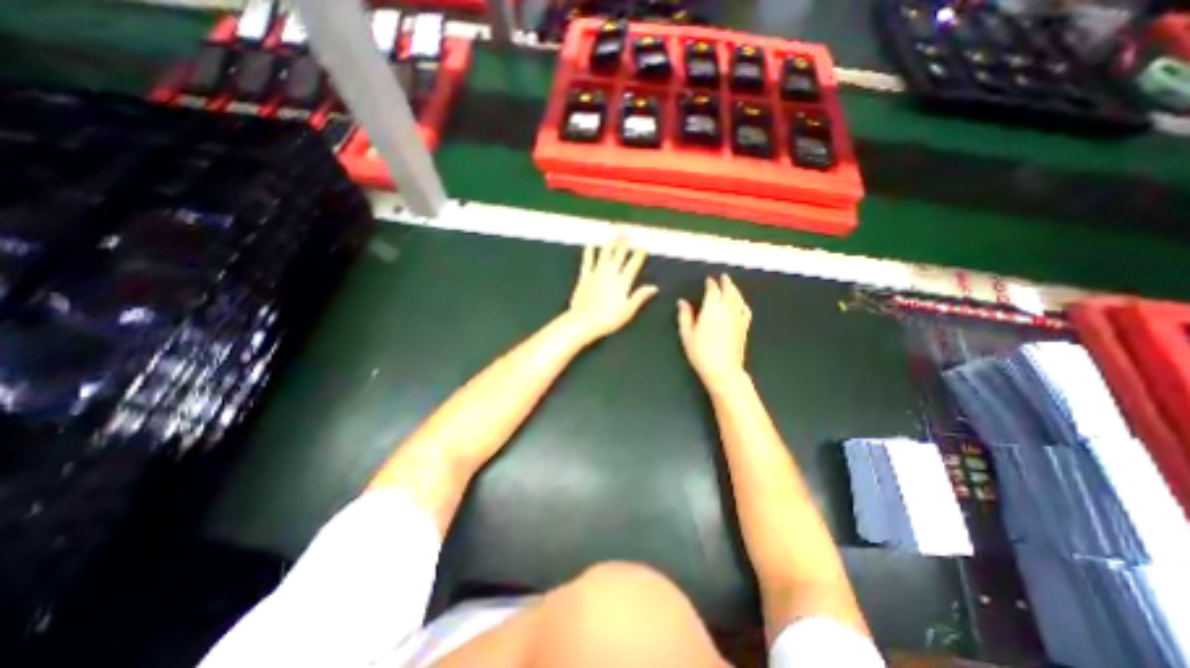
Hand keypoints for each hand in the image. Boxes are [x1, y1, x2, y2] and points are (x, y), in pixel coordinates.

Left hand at [566, 234, 659, 343]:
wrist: (584, 321)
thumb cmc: (608, 319)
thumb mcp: (628, 310)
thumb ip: (640, 296)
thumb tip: (654, 287)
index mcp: (623, 282)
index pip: (633, 264)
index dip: (639, 254)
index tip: (643, 247)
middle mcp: (611, 273)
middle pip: (619, 255)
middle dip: (625, 244)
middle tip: (628, 234)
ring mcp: (597, 273)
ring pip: (605, 254)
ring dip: (610, 244)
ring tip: (615, 235)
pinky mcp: (585, 276)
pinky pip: (588, 261)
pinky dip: (589, 252)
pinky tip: (590, 245)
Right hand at [679, 274, 751, 385]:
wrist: (723, 370)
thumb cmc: (701, 353)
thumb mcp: (687, 335)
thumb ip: (685, 316)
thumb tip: (682, 302)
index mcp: (712, 309)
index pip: (713, 290)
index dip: (711, 283)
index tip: (709, 279)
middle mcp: (727, 310)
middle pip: (729, 291)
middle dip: (726, 282)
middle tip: (723, 277)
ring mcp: (738, 318)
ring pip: (738, 298)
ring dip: (735, 290)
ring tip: (732, 285)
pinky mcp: (744, 327)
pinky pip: (745, 310)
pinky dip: (743, 303)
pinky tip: (741, 303)